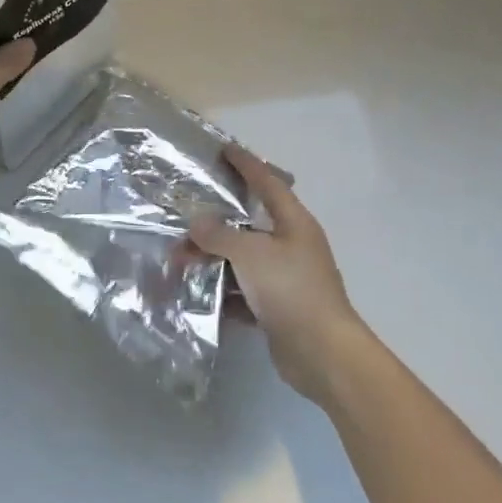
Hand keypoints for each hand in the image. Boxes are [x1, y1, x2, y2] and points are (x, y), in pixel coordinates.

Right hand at [190, 145, 372, 402]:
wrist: (322, 353)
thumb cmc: (290, 289)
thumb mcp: (250, 253)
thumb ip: (219, 234)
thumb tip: (197, 222)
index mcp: (294, 223)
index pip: (267, 183)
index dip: (246, 165)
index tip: (224, 150)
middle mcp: (292, 246)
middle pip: (247, 226)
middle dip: (213, 226)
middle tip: (182, 224)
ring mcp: (285, 279)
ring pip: (241, 261)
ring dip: (212, 261)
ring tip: (179, 264)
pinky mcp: (278, 308)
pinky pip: (243, 292)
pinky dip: (222, 292)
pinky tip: (196, 295)